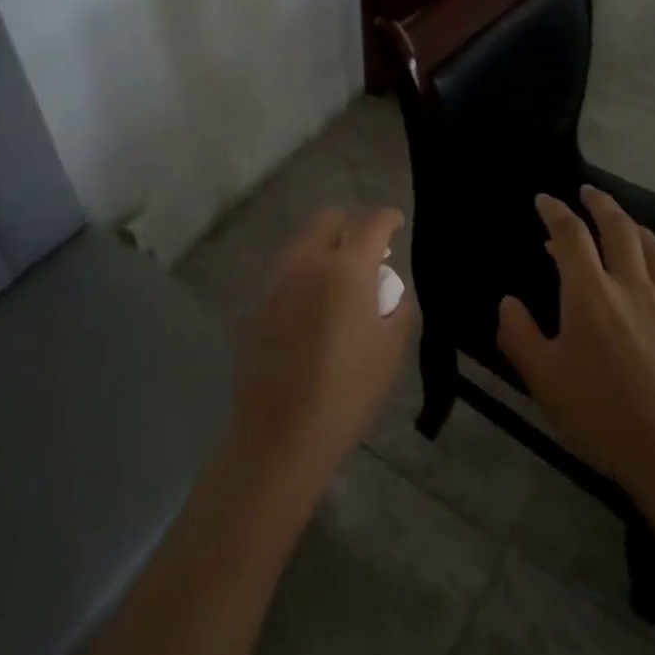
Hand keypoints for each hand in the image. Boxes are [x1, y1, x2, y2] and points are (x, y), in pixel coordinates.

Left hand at [230, 207, 412, 499]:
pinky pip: (285, 275)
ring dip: (324, 250)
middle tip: (367, 256)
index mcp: (346, 268)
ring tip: (339, 282)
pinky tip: (311, 312)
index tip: (396, 226)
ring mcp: (276, 282)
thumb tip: (389, 291)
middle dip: (351, 227)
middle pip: (328, 220)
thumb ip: (397, 308)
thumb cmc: (348, 392)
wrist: (281, 435)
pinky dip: (303, 278)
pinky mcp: (256, 305)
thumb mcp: (391, 350)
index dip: (389, 219)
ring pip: (302, 244)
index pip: (372, 223)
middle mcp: (307, 263)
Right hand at [496, 187, 654, 512]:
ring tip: (624, 223)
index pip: (570, 236)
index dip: (555, 212)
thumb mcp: (541, 377)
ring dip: (636, 227)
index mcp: (589, 293)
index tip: (543, 200)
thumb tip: (508, 302)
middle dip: (600, 204)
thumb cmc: (598, 414)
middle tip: (587, 192)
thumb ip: (518, 333)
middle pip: (619, 228)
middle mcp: (630, 286)